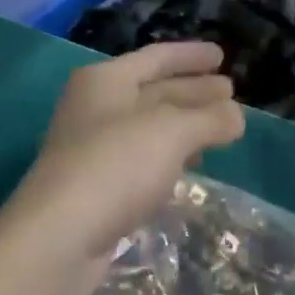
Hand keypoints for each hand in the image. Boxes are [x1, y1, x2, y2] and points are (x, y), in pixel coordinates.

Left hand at [0, 43, 245, 292]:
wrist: (59, 238)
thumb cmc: (115, 166)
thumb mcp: (171, 132)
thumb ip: (209, 118)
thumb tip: (236, 115)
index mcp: (105, 81)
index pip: (156, 57)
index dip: (191, 55)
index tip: (222, 56)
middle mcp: (96, 107)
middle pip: (154, 91)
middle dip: (193, 91)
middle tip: (231, 92)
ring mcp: (94, 148)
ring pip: (150, 128)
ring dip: (185, 125)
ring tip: (221, 128)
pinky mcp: (98, 187)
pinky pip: (143, 159)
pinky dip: (170, 156)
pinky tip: (191, 165)